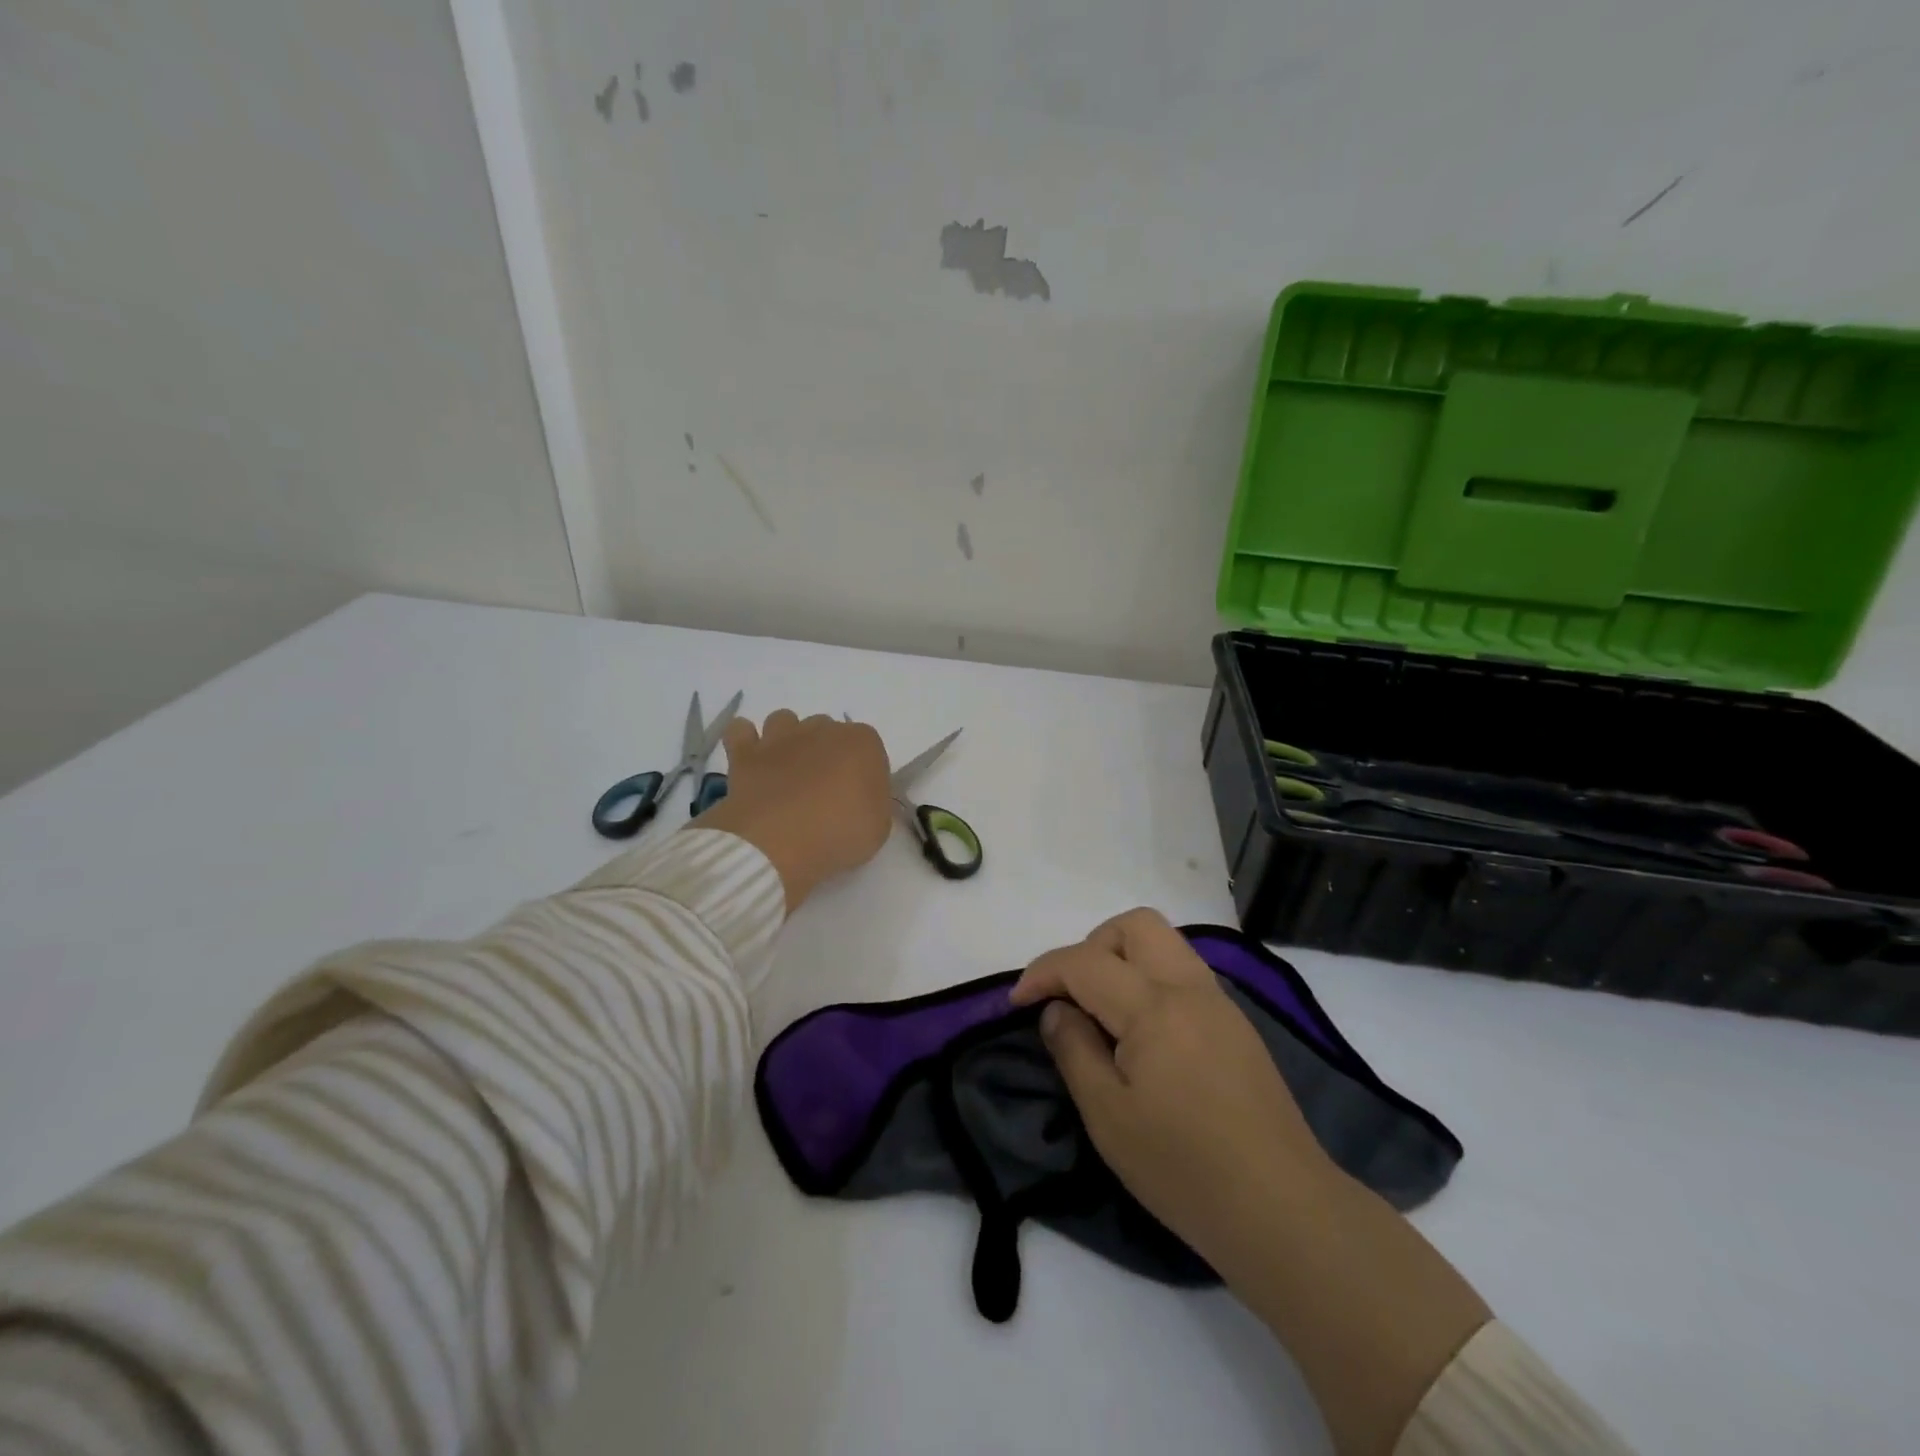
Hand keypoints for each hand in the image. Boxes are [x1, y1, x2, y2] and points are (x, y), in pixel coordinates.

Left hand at [693, 711, 893, 908]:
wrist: (778, 841)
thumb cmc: (838, 833)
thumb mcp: (878, 828)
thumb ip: (874, 804)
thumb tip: (861, 799)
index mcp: (862, 743)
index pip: (869, 748)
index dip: (863, 772)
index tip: (858, 798)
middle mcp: (823, 729)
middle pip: (827, 731)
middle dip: (826, 753)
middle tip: (823, 790)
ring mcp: (781, 736)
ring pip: (785, 721)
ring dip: (787, 740)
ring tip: (787, 773)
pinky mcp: (746, 752)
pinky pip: (741, 731)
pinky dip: (745, 741)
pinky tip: (752, 762)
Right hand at [1013, 908, 1490, 1455]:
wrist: (1283, 1210)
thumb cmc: (1184, 1169)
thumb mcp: (1108, 1117)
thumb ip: (1074, 1050)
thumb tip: (1057, 1011)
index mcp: (1154, 1006)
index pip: (1085, 961)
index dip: (1043, 973)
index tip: (1017, 1002)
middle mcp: (1190, 987)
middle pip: (1135, 925)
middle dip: (1091, 946)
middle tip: (1071, 995)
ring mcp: (1220, 1002)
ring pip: (1165, 943)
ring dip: (1123, 958)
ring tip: (1103, 1011)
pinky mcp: (1237, 1024)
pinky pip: (1184, 972)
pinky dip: (1151, 979)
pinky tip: (1143, 1032)